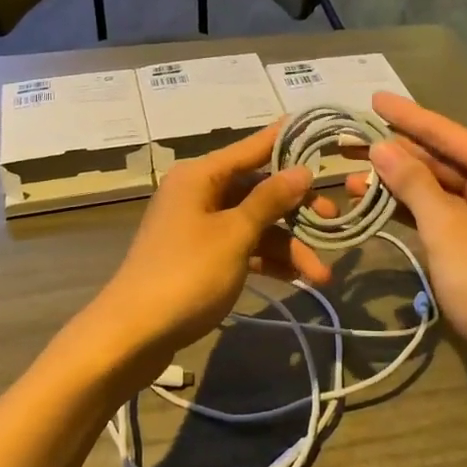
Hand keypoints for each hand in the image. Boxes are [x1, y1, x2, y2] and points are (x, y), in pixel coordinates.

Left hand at [70, 123, 330, 394]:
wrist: (132, 334)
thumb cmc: (186, 274)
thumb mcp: (235, 235)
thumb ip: (270, 200)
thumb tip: (302, 170)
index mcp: (201, 176)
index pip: (253, 147)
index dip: (287, 141)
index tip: (321, 132)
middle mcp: (199, 193)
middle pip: (258, 190)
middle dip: (297, 211)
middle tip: (334, 223)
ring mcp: (198, 226)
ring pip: (254, 224)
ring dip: (287, 246)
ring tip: (322, 276)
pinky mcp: (200, 257)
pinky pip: (241, 247)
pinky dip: (266, 260)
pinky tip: (297, 279)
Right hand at [347, 94, 466, 406]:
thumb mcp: (447, 226)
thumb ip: (412, 183)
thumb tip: (381, 147)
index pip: (449, 134)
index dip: (409, 117)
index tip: (374, 99)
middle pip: (444, 162)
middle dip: (399, 155)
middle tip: (353, 142)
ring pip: (441, 193)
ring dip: (401, 186)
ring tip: (353, 177)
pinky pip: (445, 218)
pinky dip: (415, 213)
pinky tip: (381, 205)